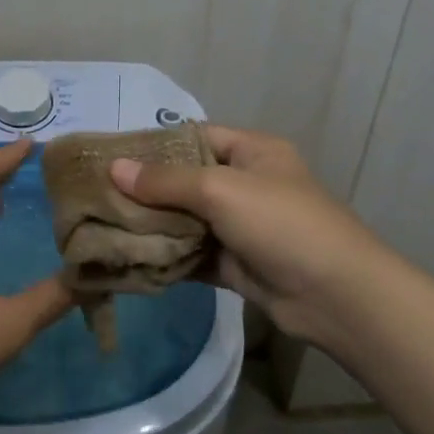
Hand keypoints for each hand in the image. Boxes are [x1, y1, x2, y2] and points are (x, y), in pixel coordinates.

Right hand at [109, 125, 380, 340]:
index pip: (195, 137)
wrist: (336, 295)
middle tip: (98, 195)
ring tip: (103, 226)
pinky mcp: (236, 264)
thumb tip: (114, 168)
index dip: (155, 145)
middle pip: (186, 180)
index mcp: (252, 152)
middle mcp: (246, 184)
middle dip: (146, 189)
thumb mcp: (221, 190)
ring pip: (186, 220)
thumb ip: (165, 181)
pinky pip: (193, 254)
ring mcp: (241, 227)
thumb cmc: (281, 224)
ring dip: (153, 226)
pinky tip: (130, 258)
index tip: (112, 156)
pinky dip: (167, 257)